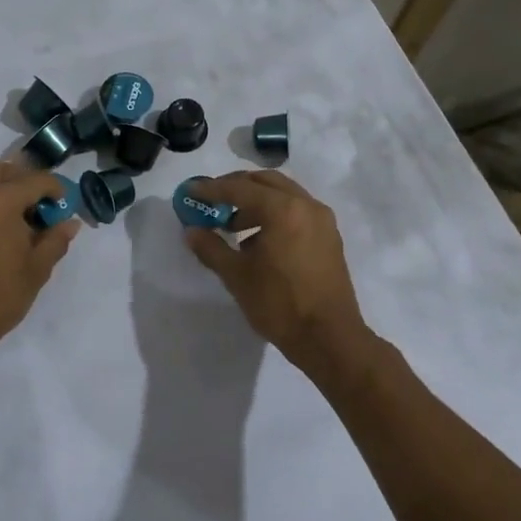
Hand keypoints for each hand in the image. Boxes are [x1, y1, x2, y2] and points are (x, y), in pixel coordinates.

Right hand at [182, 171, 366, 369]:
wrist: (329, 338)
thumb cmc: (279, 304)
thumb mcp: (237, 276)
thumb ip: (211, 248)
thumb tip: (191, 231)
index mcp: (282, 209)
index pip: (239, 188)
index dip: (211, 189)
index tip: (191, 191)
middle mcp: (305, 205)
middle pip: (265, 182)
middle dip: (236, 187)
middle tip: (212, 201)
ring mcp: (322, 219)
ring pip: (283, 194)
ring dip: (256, 201)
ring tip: (233, 225)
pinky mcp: (329, 235)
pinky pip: (297, 210)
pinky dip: (275, 213)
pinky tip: (259, 239)